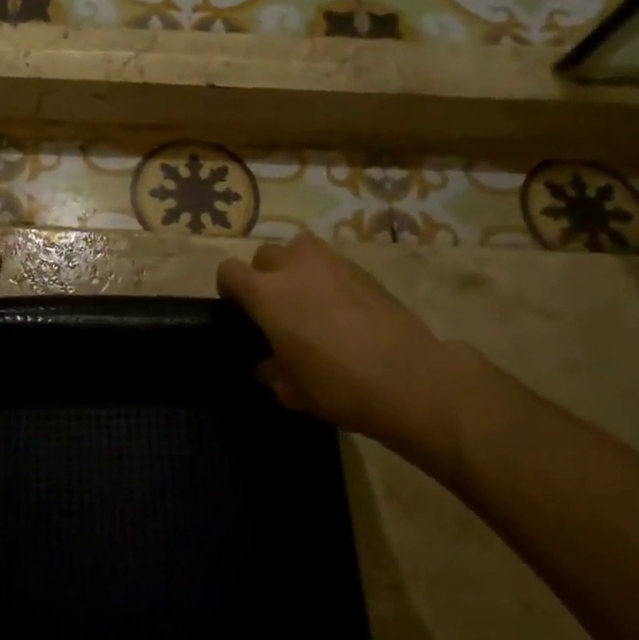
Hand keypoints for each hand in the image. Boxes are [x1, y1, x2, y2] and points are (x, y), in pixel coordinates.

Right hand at [217, 232, 466, 471]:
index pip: (229, 271)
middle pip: (264, 255)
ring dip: (295, 266)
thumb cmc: (338, 385)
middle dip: (263, 276)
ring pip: (298, 248)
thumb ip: (271, 371)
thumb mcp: (292, 391)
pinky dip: (327, 276)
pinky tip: (341, 307)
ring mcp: (331, 262)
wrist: (409, 377)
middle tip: (276, 307)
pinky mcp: (362, 268)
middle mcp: (293, 267)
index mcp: (266, 293)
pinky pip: (331, 262)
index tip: (239, 310)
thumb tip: (268, 363)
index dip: (229, 289)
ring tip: (307, 296)